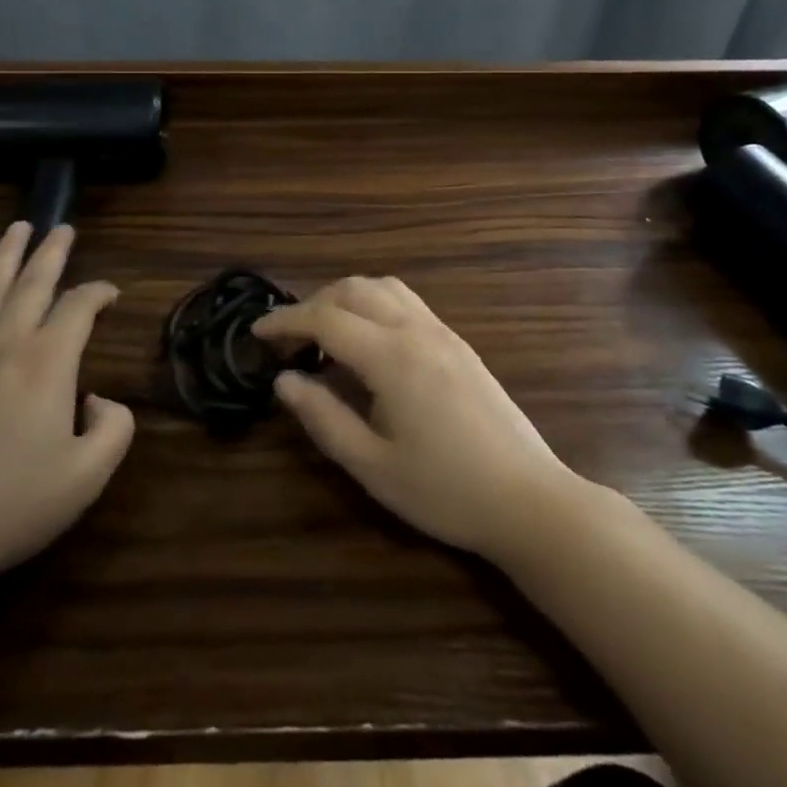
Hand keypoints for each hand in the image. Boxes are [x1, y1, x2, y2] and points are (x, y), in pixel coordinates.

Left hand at [0, 223, 134, 592]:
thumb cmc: (13, 504)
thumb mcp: (87, 475)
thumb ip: (115, 428)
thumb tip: (100, 400)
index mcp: (48, 362)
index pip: (78, 306)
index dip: (99, 292)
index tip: (111, 295)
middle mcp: (6, 343)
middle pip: (32, 282)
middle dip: (52, 251)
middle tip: (63, 227)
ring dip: (7, 254)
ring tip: (18, 228)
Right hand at [255, 277, 581, 560]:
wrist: (529, 500)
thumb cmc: (446, 491)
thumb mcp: (373, 466)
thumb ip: (323, 418)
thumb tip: (283, 381)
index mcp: (391, 357)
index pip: (325, 319)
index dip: (286, 321)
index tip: (256, 332)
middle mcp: (416, 330)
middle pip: (353, 289)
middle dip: (313, 303)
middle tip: (289, 340)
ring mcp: (442, 331)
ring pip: (383, 287)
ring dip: (345, 297)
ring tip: (324, 333)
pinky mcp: (458, 342)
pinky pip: (406, 301)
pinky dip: (374, 303)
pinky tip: (369, 340)